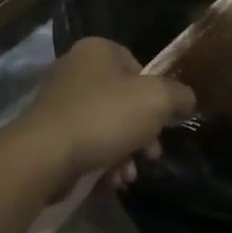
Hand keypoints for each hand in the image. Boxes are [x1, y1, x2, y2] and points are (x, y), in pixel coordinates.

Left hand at [12, 37, 196, 183]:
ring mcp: (59, 101)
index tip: (162, 123)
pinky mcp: (49, 132)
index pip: (138, 67)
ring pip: (105, 126)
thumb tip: (186, 100)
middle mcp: (75, 68)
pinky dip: (100, 162)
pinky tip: (108, 182)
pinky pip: (85, 143)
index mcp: (97, 50)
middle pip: (122, 100)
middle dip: (142, 133)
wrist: (45, 154)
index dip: (155, 96)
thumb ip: (178, 96)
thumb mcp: (156, 101)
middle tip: (151, 155)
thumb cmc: (104, 117)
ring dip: (124, 153)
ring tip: (127, 176)